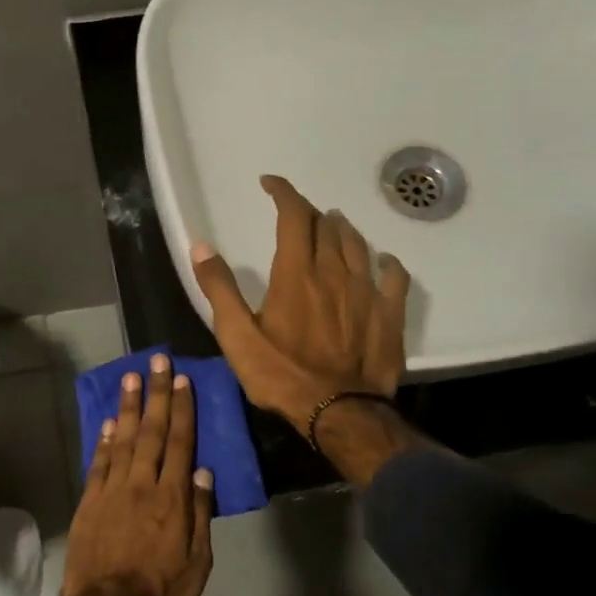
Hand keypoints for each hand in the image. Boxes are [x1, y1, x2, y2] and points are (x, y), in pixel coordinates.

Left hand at [59, 353, 214, 595]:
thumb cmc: (161, 594)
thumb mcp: (197, 563)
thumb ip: (200, 514)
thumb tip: (203, 472)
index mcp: (172, 498)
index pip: (180, 443)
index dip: (182, 408)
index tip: (181, 379)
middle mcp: (142, 485)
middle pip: (152, 431)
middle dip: (156, 393)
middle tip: (156, 360)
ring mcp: (112, 491)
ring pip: (124, 440)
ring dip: (129, 407)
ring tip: (131, 377)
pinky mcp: (89, 503)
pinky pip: (99, 463)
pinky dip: (105, 440)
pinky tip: (110, 422)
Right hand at [191, 175, 409, 427]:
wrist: (339, 411)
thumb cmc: (282, 375)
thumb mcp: (237, 336)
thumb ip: (219, 289)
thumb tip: (201, 247)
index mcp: (296, 273)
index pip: (293, 216)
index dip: (283, 193)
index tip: (271, 183)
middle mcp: (333, 271)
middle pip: (326, 226)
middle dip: (309, 213)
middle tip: (296, 216)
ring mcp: (366, 290)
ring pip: (357, 244)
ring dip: (342, 230)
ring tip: (332, 226)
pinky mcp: (389, 313)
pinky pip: (394, 276)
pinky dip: (386, 262)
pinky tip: (382, 261)